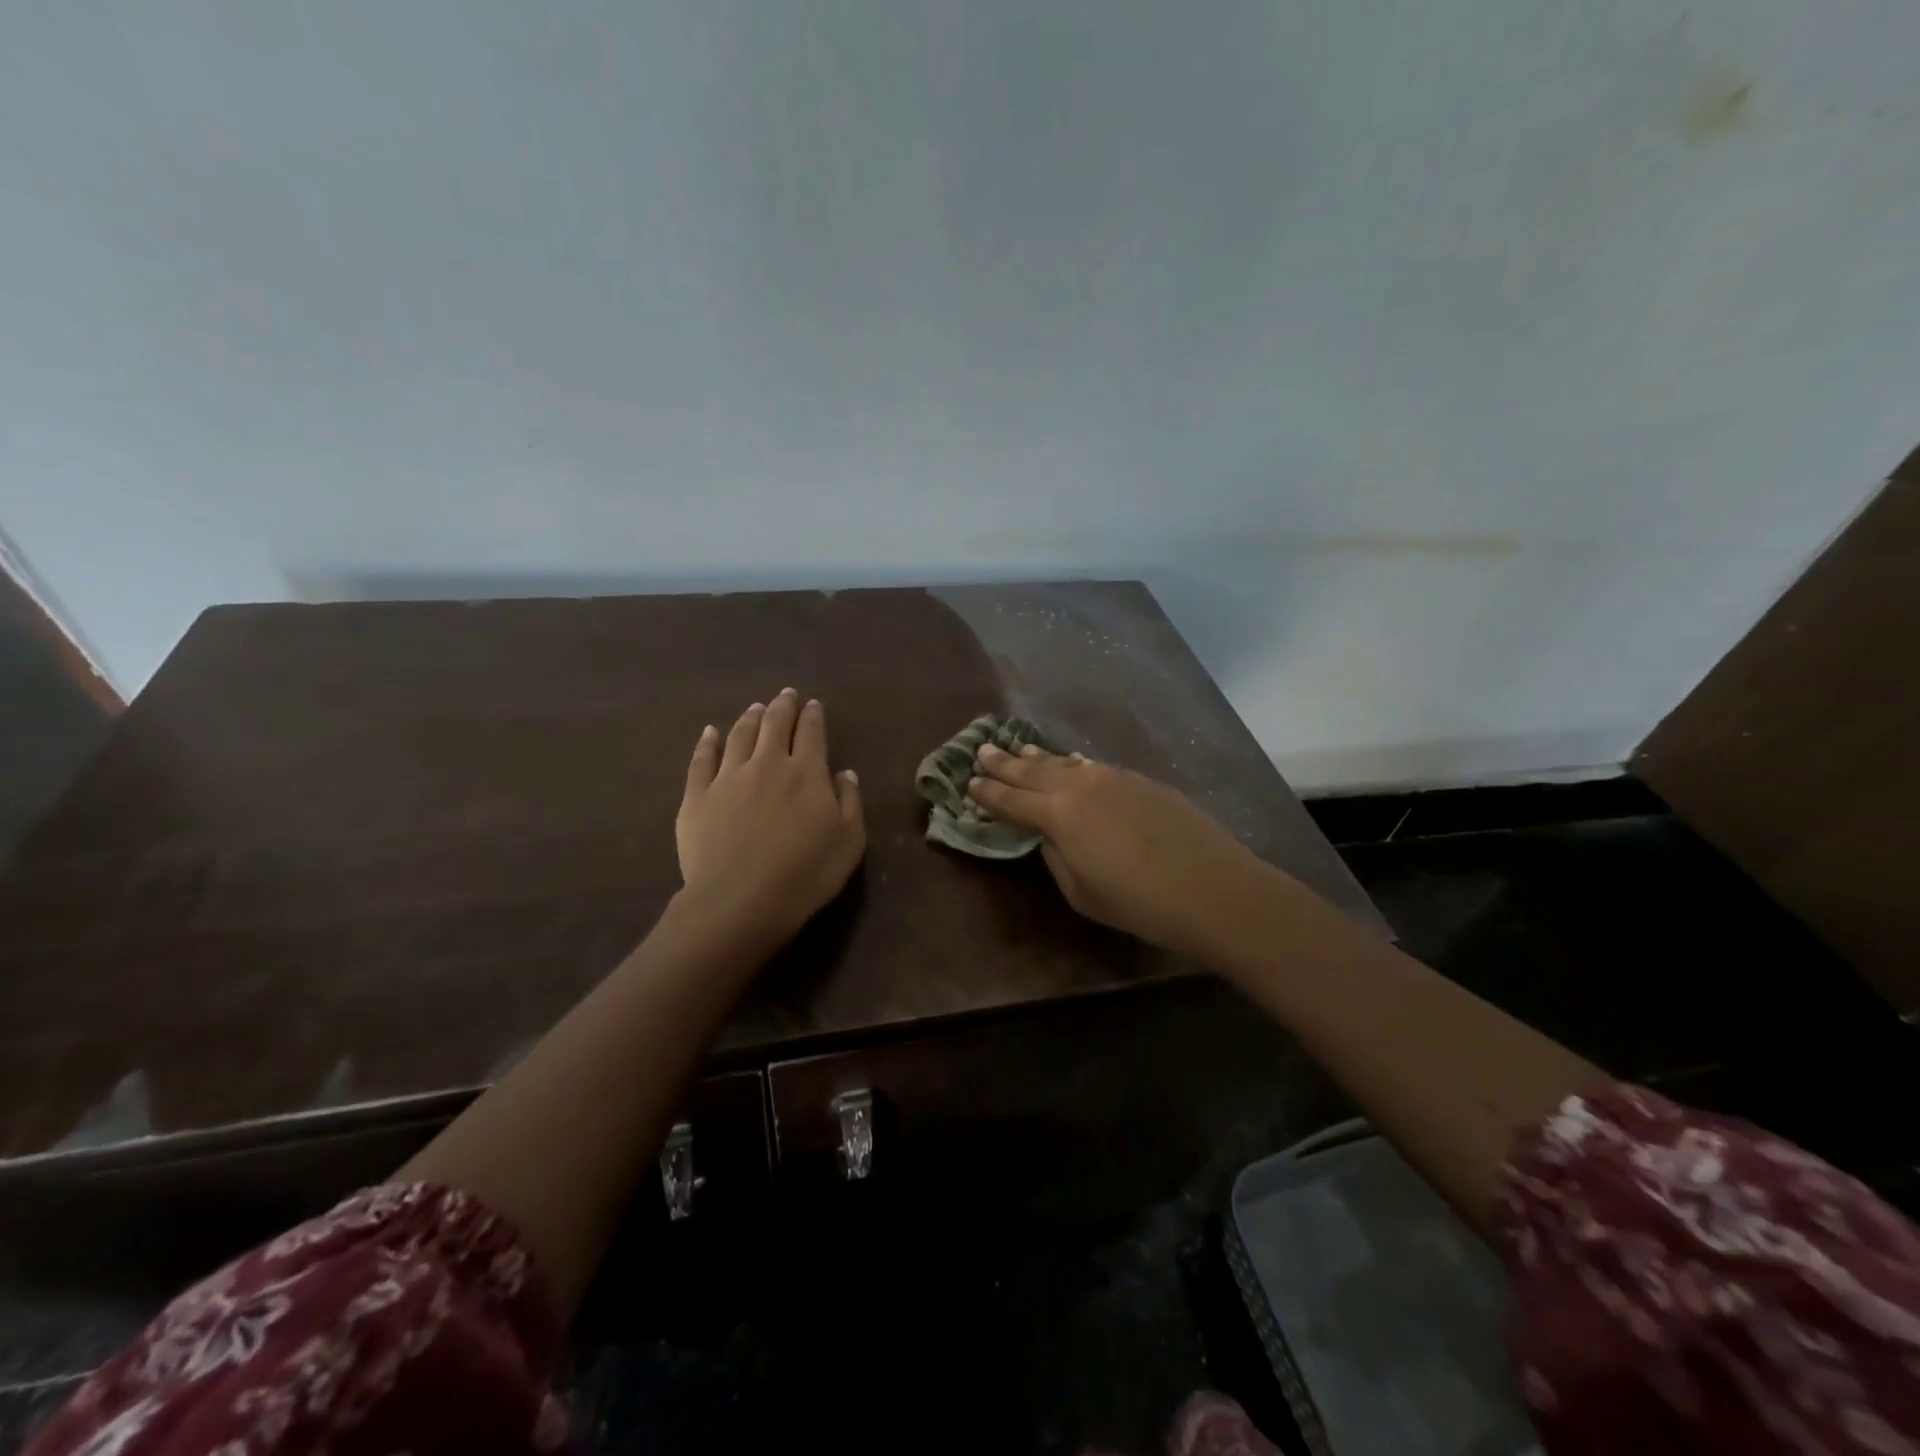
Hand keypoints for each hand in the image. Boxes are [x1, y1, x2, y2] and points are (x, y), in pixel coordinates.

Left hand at [677, 689, 865, 945]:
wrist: (740, 900)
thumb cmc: (805, 874)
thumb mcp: (848, 841)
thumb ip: (849, 801)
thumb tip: (844, 772)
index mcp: (806, 772)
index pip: (811, 732)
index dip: (813, 716)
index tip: (814, 705)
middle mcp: (767, 763)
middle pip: (774, 724)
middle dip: (782, 706)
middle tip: (786, 695)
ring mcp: (728, 777)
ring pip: (739, 735)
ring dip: (750, 718)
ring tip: (756, 708)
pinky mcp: (697, 796)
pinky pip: (701, 759)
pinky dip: (707, 742)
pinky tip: (710, 732)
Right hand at [969, 745, 1268, 956]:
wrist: (1211, 888)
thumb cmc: (1138, 902)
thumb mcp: (1081, 892)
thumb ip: (1056, 855)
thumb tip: (1049, 835)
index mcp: (1058, 813)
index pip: (1010, 800)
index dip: (987, 793)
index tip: (968, 783)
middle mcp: (1081, 785)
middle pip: (1033, 771)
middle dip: (1005, 763)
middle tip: (982, 750)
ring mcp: (1114, 777)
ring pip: (1066, 763)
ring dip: (1039, 758)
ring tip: (1021, 750)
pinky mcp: (1142, 781)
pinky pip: (1096, 768)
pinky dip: (1076, 765)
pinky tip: (1074, 763)